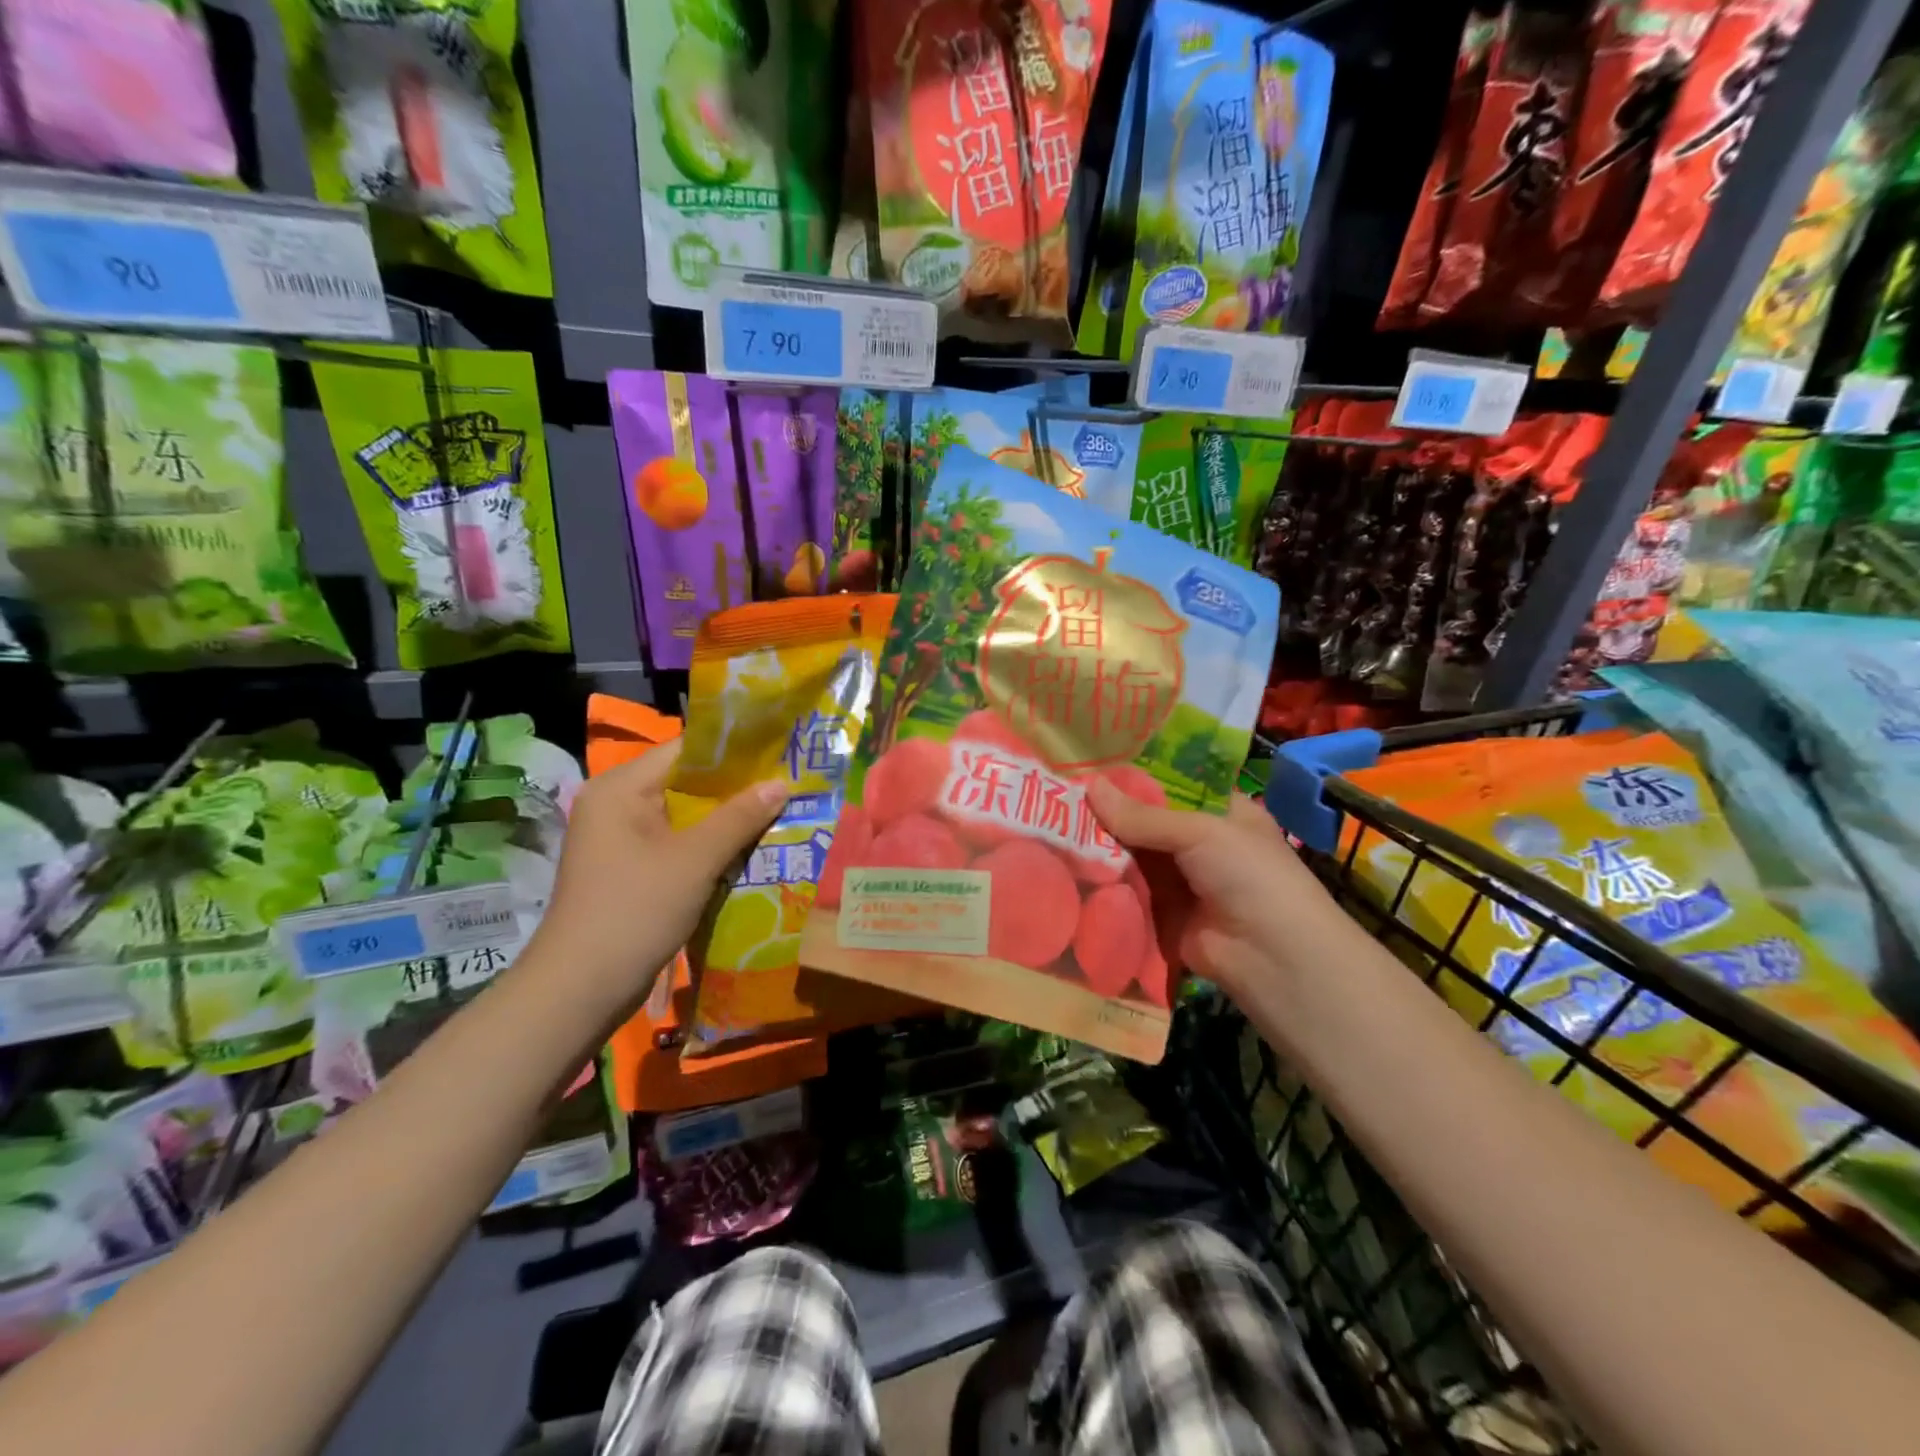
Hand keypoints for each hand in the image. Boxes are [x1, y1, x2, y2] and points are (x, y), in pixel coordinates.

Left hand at [526, 740, 788, 1020]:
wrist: (580, 990)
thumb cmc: (634, 912)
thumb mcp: (694, 860)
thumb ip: (739, 817)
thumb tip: (781, 782)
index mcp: (621, 789)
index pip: (685, 750)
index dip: (733, 750)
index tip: (779, 751)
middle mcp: (617, 805)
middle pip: (687, 783)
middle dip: (737, 787)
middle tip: (789, 784)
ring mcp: (622, 841)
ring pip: (686, 816)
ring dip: (728, 819)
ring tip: (781, 812)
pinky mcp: (631, 871)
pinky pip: (679, 844)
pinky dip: (711, 846)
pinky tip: (750, 850)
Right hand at [1085, 779, 1337, 1002]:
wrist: (1272, 957)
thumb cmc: (1248, 875)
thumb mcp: (1199, 832)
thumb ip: (1142, 815)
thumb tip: (1088, 786)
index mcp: (1222, 811)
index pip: (1173, 784)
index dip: (1136, 776)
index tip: (1092, 764)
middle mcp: (1201, 843)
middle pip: (1146, 821)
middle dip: (1109, 813)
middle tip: (1060, 795)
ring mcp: (1181, 880)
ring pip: (1133, 856)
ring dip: (1101, 847)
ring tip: (1053, 826)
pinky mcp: (1162, 914)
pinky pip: (1128, 891)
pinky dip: (1103, 882)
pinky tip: (1064, 866)